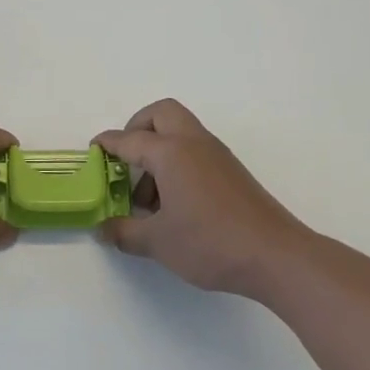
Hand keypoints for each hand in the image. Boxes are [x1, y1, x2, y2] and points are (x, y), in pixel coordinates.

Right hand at [95, 99, 315, 297]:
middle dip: (137, 128)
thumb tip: (103, 229)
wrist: (276, 256)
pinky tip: (174, 205)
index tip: (93, 151)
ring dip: (158, 151)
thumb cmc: (210, 243)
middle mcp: (194, 144)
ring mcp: (217, 156)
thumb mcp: (157, 242)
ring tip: (148, 198)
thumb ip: (124, 232)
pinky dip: (178, 164)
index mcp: (170, 152)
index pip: (129, 139)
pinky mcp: (232, 172)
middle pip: (161, 114)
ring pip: (180, 132)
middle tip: (125, 159)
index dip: (107, 144)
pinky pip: (196, 152)